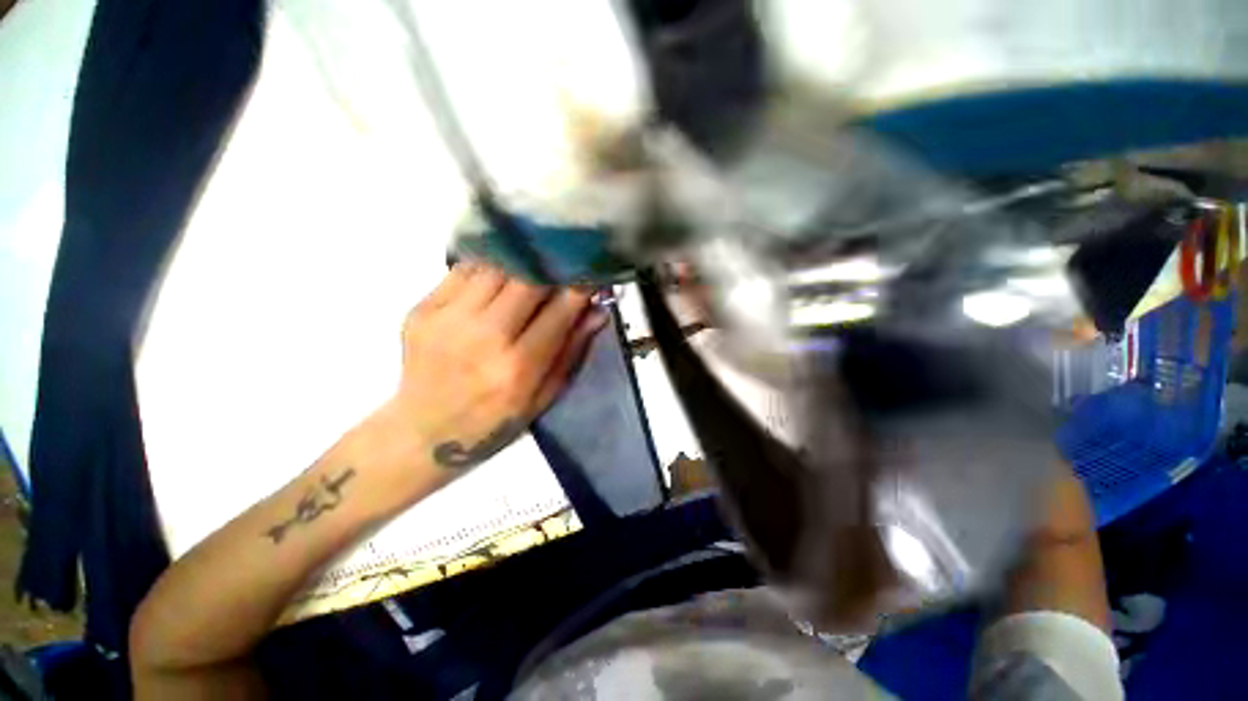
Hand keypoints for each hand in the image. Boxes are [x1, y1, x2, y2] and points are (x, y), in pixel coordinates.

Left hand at [381, 262, 607, 472]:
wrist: (425, 430)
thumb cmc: (495, 419)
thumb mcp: (544, 395)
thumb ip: (572, 350)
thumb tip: (599, 311)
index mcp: (519, 367)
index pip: (560, 310)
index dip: (581, 288)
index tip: (591, 276)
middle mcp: (484, 338)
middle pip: (526, 279)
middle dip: (551, 270)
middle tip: (560, 270)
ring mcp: (447, 320)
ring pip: (495, 267)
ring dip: (520, 265)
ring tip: (529, 272)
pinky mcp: (421, 310)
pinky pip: (463, 271)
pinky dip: (488, 269)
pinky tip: (496, 280)